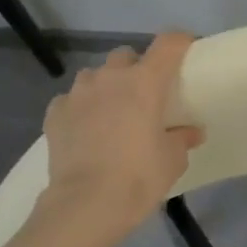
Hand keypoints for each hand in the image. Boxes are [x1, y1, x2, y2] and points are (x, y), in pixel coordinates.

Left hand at [38, 32, 204, 241]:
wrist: (86, 204)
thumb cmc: (138, 178)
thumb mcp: (172, 161)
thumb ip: (182, 139)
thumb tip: (192, 132)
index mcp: (144, 83)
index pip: (167, 44)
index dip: (179, 42)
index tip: (186, 49)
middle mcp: (109, 78)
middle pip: (126, 55)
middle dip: (135, 68)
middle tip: (144, 94)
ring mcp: (78, 94)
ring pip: (94, 75)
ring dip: (105, 86)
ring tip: (111, 112)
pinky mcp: (55, 113)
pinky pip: (70, 100)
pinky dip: (80, 109)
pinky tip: (84, 130)